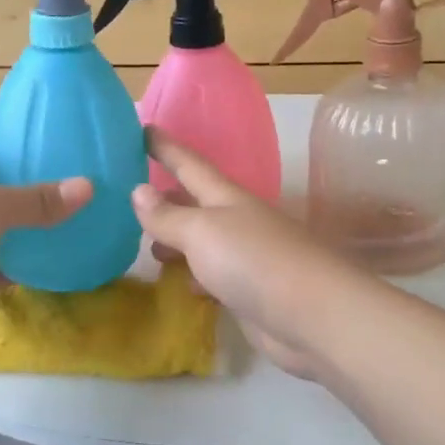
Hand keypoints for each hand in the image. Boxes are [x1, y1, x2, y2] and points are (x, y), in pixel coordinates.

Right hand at [130, 129, 356, 380]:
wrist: (313, 316)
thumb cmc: (254, 261)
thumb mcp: (202, 232)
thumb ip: (168, 215)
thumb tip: (139, 190)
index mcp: (226, 197)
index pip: (189, 163)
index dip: (165, 147)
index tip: (141, 129)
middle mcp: (236, 221)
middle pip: (195, 202)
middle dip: (167, 196)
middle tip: (131, 195)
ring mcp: (245, 257)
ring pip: (202, 241)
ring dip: (177, 240)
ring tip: (148, 246)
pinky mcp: (249, 291)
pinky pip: (213, 275)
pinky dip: (194, 275)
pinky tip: (182, 284)